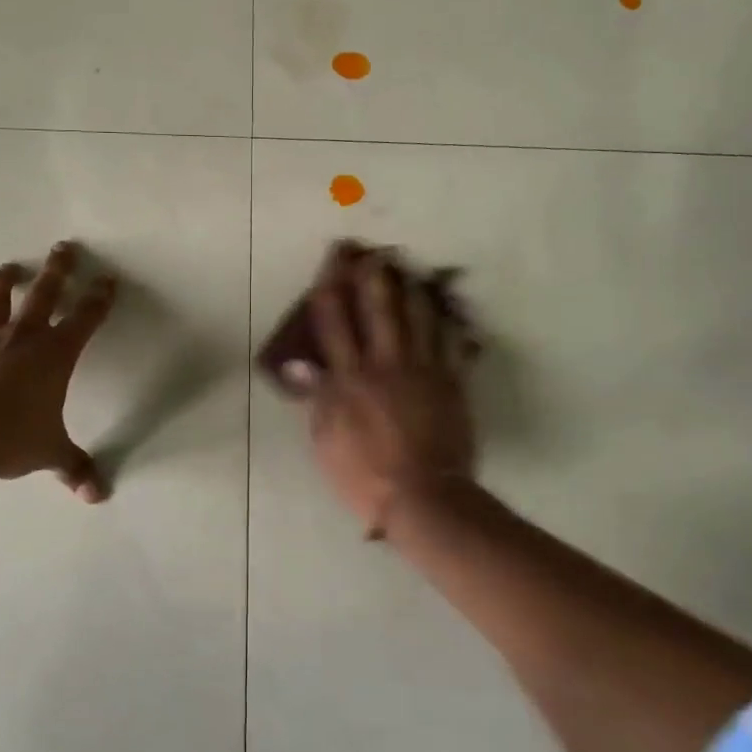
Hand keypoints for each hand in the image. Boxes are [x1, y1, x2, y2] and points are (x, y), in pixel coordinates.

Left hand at [0, 241, 117, 501]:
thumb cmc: (11, 440)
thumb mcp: (49, 453)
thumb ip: (74, 468)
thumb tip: (97, 496)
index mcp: (55, 354)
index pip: (86, 316)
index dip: (99, 297)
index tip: (107, 279)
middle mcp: (22, 337)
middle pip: (44, 291)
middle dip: (58, 268)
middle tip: (65, 246)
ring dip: (6, 282)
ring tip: (11, 268)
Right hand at [306, 243, 476, 536]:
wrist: (423, 497)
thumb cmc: (364, 474)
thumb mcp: (326, 440)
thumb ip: (317, 398)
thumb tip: (300, 365)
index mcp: (350, 377)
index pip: (335, 323)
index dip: (331, 291)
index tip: (330, 268)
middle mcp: (385, 363)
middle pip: (379, 310)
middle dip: (374, 279)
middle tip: (376, 255)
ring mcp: (422, 370)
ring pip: (418, 319)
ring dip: (413, 293)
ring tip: (411, 274)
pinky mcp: (451, 383)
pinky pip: (451, 345)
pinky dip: (449, 326)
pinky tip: (448, 314)